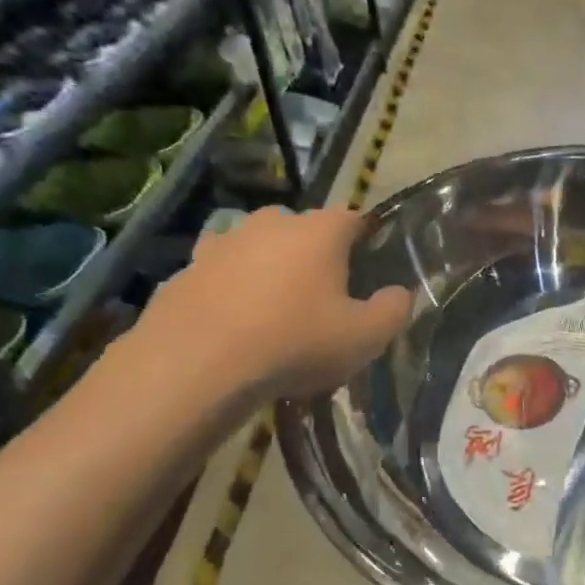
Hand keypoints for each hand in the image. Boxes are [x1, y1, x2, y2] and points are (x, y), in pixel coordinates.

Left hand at [135, 208, 410, 405]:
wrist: (196, 366)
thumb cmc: (295, 343)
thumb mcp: (365, 337)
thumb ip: (393, 310)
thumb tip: (399, 293)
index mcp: (320, 231)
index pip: (354, 219)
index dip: (366, 241)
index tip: (370, 269)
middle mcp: (271, 223)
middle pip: (304, 230)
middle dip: (316, 256)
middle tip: (324, 297)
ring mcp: (223, 242)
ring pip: (259, 249)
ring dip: (270, 270)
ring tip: (276, 312)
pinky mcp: (185, 270)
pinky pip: (221, 274)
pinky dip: (231, 291)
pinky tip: (235, 325)